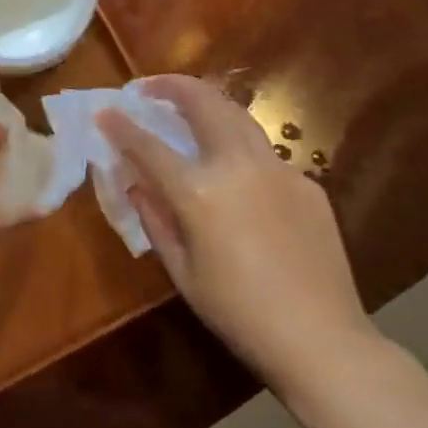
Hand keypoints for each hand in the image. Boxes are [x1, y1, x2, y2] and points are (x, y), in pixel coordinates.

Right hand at [98, 75, 378, 399]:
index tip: (104, 111)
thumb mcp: (182, 272)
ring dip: (208, 103)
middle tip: (151, 87)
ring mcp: (277, 169)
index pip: (148, 145)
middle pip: (202, 103)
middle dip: (172, 86)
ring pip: (238, 115)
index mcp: (199, 191)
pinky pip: (265, 153)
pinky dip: (240, 147)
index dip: (121, 126)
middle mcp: (237, 165)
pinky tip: (237, 173)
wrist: (323, 342)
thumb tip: (136, 182)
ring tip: (190, 107)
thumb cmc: (239, 314)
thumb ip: (154, 218)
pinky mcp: (306, 183)